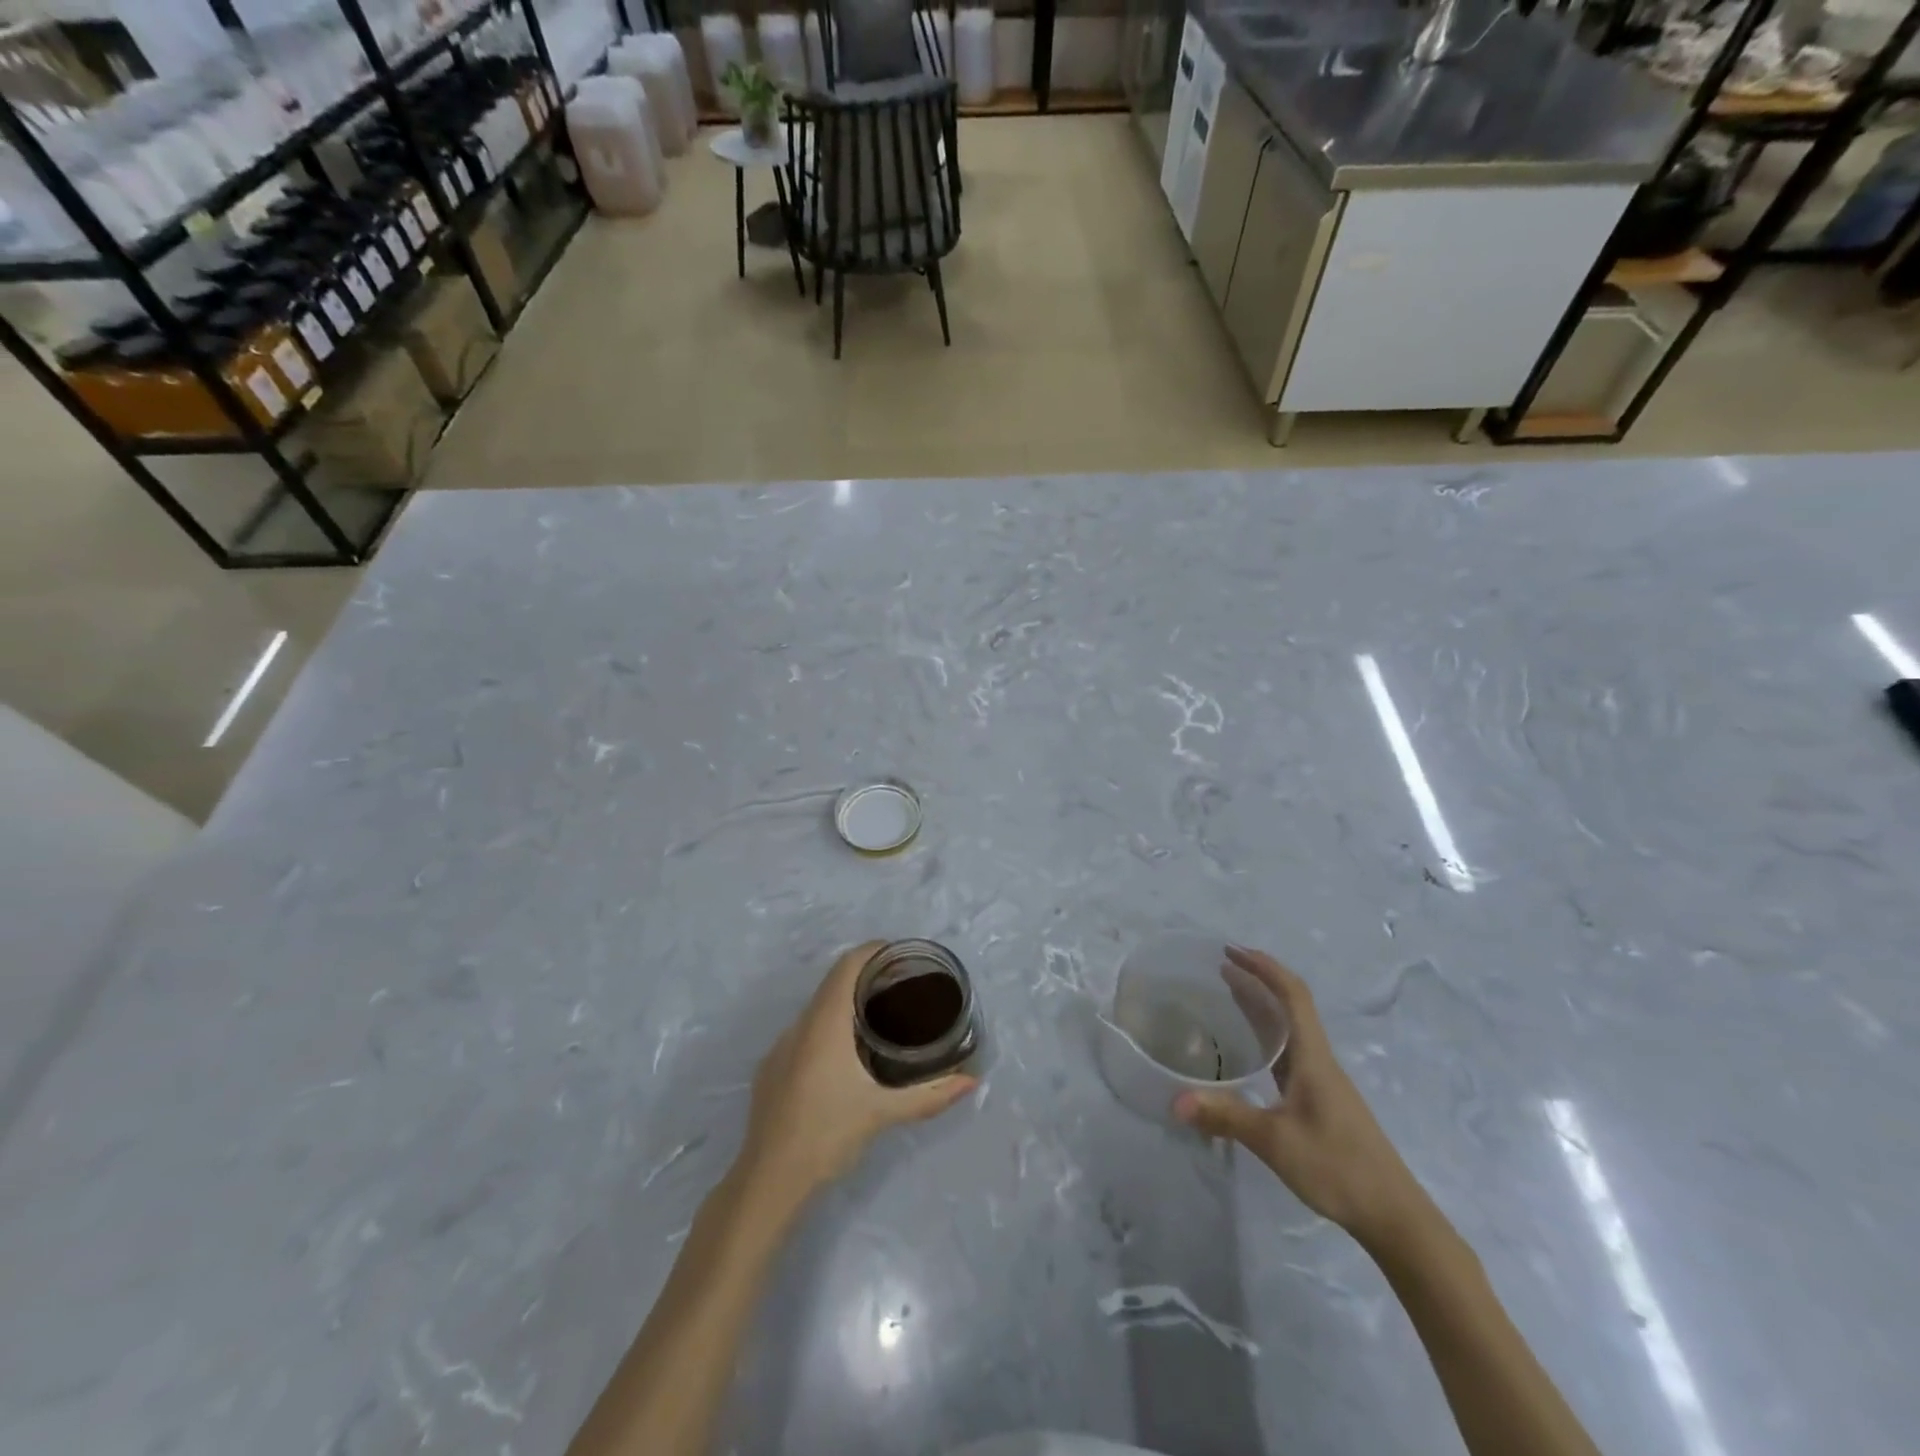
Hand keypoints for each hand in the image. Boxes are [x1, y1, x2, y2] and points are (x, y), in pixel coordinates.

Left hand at [737, 942, 975, 1207]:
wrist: (767, 1181)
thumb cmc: (827, 1136)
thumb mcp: (882, 1113)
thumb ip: (929, 1095)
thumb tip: (970, 1081)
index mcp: (824, 1024)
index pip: (846, 966)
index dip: (872, 952)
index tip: (900, 955)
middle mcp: (799, 1026)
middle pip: (832, 984)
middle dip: (865, 977)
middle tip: (901, 987)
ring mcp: (780, 1048)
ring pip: (816, 1009)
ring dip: (845, 1004)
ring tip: (879, 1019)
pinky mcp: (771, 1070)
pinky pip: (803, 1033)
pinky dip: (828, 1028)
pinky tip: (845, 1057)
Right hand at [1175, 946, 1423, 1246]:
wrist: (1394, 1217)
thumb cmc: (1338, 1168)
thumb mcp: (1276, 1142)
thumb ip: (1226, 1117)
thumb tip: (1174, 1101)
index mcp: (1313, 1057)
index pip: (1292, 995)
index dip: (1264, 967)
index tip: (1232, 951)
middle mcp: (1319, 1060)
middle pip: (1290, 1005)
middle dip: (1257, 979)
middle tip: (1220, 965)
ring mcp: (1322, 1082)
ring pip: (1290, 1029)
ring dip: (1261, 1005)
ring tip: (1228, 993)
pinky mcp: (1320, 1101)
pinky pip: (1288, 1052)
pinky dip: (1266, 1036)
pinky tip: (1249, 1049)